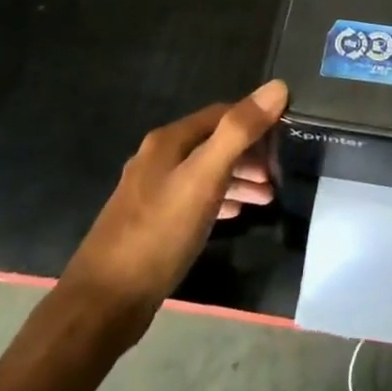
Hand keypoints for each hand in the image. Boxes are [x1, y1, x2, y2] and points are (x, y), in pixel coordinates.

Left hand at [61, 80, 287, 340]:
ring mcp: (152, 192)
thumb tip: (278, 87)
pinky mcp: (152, 223)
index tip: (286, 137)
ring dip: (238, 179)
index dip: (256, 120)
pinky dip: (220, 200)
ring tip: (267, 197)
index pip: (222, 114)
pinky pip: (195, 200)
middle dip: (249, 154)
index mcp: (168, 141)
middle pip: (213, 143)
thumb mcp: (204, 177)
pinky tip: (236, 215)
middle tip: (279, 175)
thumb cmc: (159, 233)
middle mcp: (158, 159)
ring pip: (205, 173)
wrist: (104, 303)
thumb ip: (239, 131)